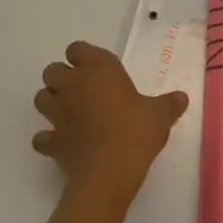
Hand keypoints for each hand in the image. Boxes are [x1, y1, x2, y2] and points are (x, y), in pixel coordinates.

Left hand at [33, 41, 186, 201]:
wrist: (108, 173)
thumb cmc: (135, 132)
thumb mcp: (160, 115)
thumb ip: (169, 104)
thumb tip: (181, 98)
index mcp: (98, 69)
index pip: (77, 48)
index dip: (84, 57)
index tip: (98, 69)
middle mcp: (72, 85)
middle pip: (52, 70)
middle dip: (62, 77)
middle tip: (84, 90)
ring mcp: (57, 114)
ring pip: (41, 98)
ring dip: (51, 102)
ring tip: (70, 112)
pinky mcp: (51, 142)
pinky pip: (41, 136)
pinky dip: (48, 138)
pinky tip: (63, 143)